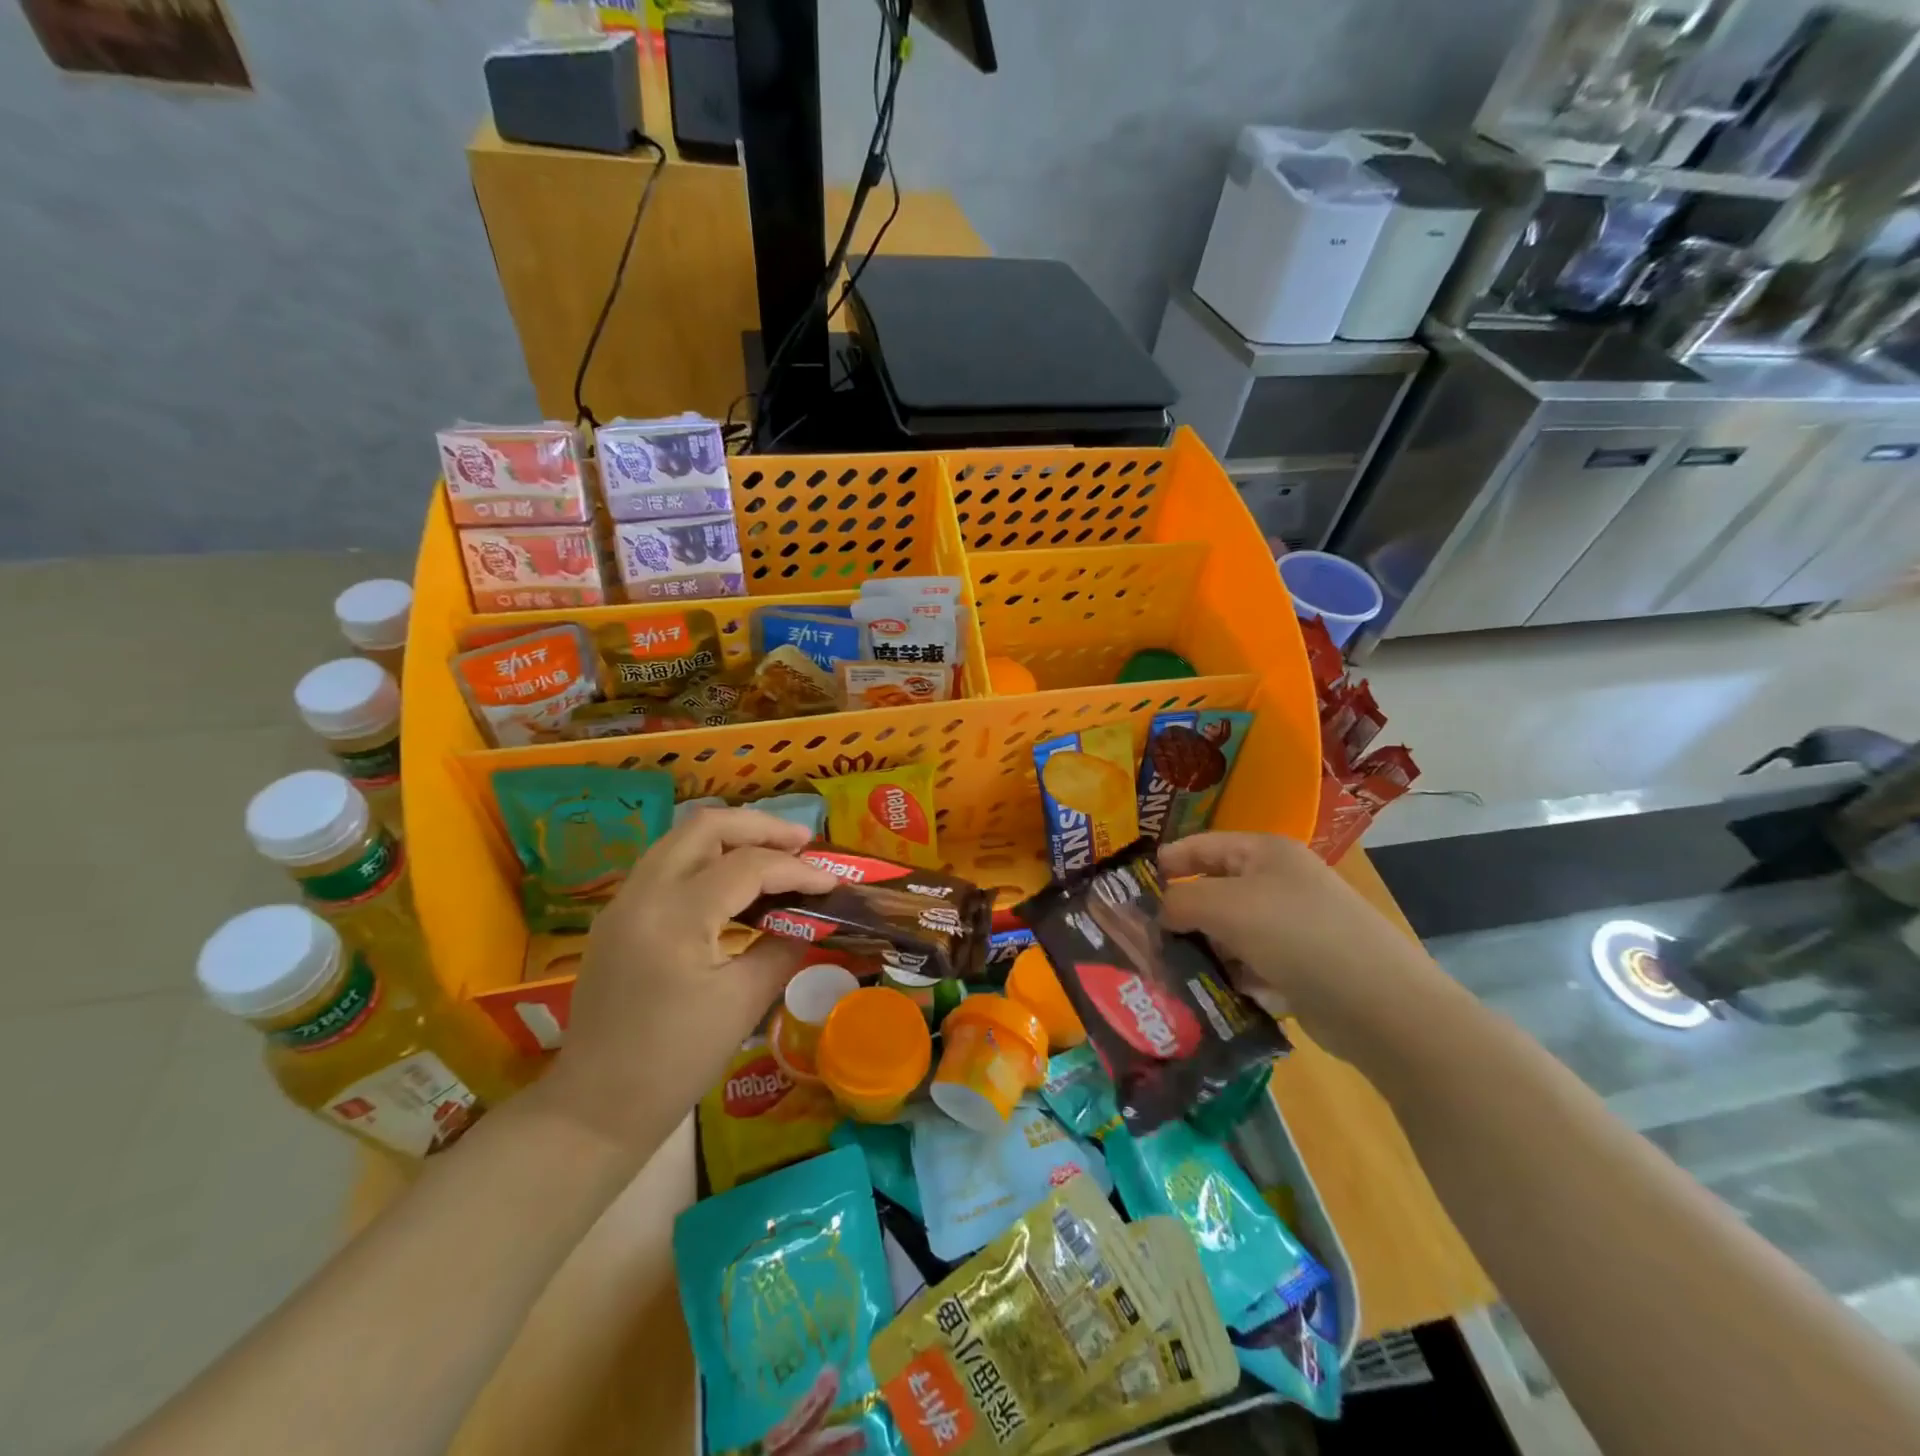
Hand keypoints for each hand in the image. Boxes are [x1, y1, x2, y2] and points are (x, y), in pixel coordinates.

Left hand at [543, 808, 837, 1148]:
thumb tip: (813, 919)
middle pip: (706, 826)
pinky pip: (667, 864)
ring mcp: (623, 902)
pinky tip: (735, 883)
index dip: (796, 869)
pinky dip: (707, 859)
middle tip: (803, 842)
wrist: (597, 1107)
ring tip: (775, 854)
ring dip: (732, 837)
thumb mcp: (743, 1002)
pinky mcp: (618, 916)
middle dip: (760, 827)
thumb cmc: (676, 1060)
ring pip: (682, 838)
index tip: (832, 881)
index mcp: (674, 916)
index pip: (747, 867)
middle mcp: (642, 893)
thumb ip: (783, 947)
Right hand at [1158, 832, 1462, 1069]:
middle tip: (1144, 942)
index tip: (1128, 894)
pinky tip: (1213, 995)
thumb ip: (1180, 901)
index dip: (1164, 864)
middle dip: (1181, 916)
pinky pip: (1252, 964)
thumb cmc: (1296, 936)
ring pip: (1230, 933)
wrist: (1380, 1004)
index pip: (1200, 846)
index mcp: (1264, 852)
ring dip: (1204, 952)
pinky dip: (1232, 977)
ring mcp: (1293, 926)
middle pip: (1213, 891)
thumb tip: (1160, 912)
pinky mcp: (1302, 966)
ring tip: (1171, 975)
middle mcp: (1279, 882)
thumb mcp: (1225, 906)